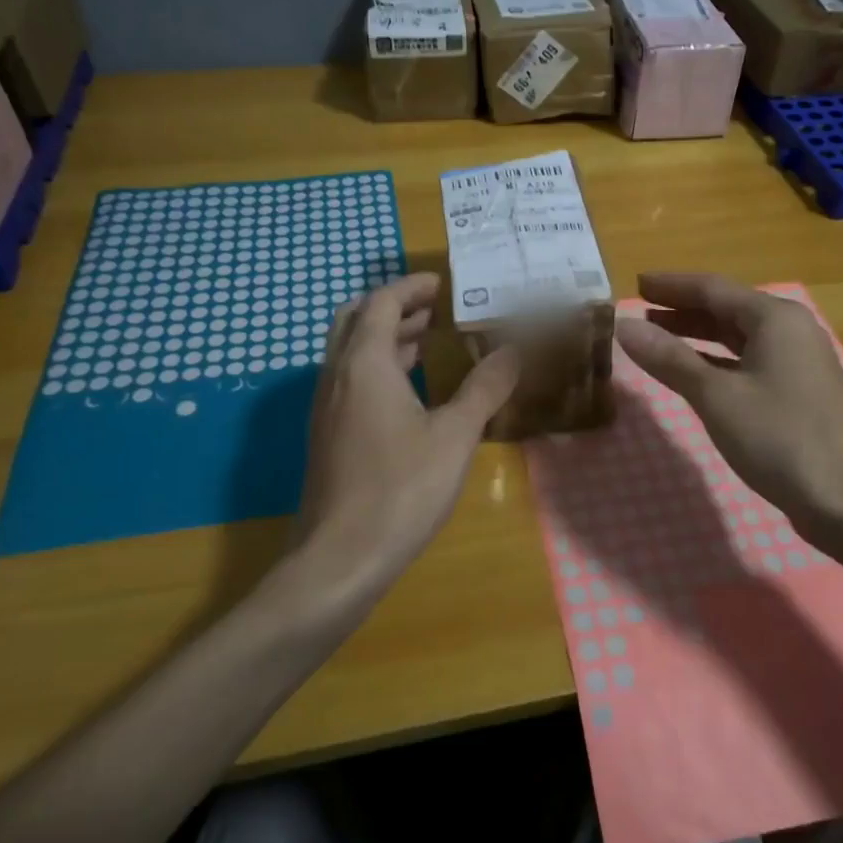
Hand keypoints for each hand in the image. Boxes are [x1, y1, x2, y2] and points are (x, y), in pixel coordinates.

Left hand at [270, 273, 518, 616]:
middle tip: (434, 310)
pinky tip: (410, 395)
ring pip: (351, 353)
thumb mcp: (455, 436)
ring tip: (428, 343)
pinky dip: (378, 369)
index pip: (382, 303)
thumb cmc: (401, 488)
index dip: (411, 287)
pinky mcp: (327, 437)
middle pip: (356, 320)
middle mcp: (337, 377)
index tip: (442, 284)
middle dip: (394, 308)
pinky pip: (350, 381)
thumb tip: (515, 350)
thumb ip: (485, 388)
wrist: (340, 558)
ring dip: (385, 339)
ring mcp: (327, 408)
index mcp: (365, 364)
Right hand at [614, 273, 842, 537]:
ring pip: (739, 337)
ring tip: (658, 339)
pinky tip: (694, 374)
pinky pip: (749, 362)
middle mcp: (791, 330)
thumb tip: (624, 326)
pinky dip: (717, 362)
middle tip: (641, 313)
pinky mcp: (799, 393)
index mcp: (775, 318)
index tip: (636, 284)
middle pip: (728, 309)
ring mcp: (799, 363)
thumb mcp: (716, 396)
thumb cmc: (779, 437)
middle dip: (682, 310)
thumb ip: (669, 358)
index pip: (713, 288)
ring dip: (698, 336)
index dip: (672, 286)